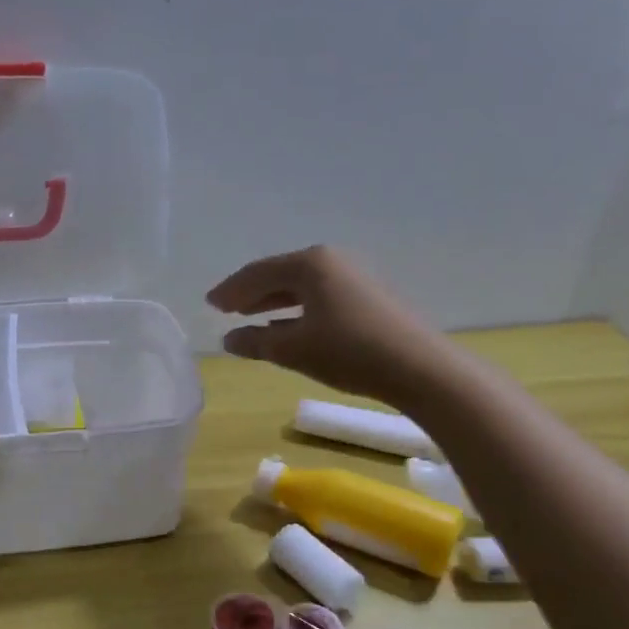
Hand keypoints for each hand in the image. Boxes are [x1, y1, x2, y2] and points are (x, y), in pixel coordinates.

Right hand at [206, 245, 440, 402]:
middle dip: (252, 292)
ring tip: (252, 316)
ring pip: (302, 286)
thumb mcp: (294, 350)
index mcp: (309, 264)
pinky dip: (297, 308)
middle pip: (280, 274)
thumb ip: (256, 342)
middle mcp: (331, 261)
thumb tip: (229, 340)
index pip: (258, 273)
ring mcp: (353, 277)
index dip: (231, 289)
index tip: (210, 304)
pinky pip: (320, 296)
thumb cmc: (348, 352)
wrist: (418, 367)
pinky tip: (290, 326)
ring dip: (274, 301)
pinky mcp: (369, 297)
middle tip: (226, 308)